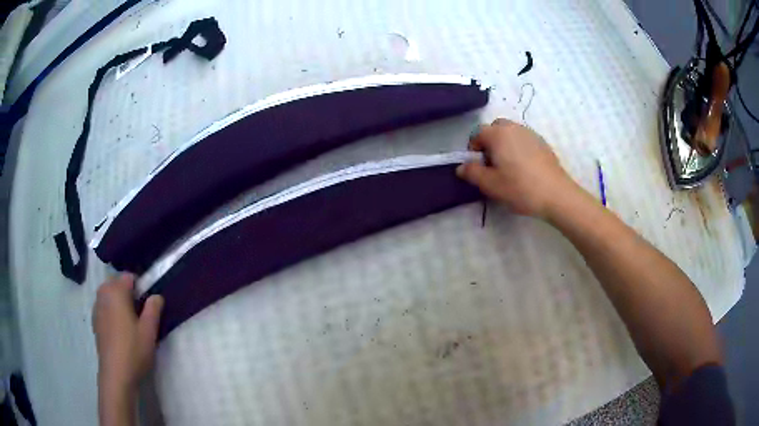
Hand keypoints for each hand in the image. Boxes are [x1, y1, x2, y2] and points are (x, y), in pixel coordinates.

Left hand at [93, 274, 163, 392]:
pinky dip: (111, 311)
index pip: (129, 276)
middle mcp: (103, 294)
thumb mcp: (149, 330)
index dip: (140, 286)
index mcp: (116, 291)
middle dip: (128, 293)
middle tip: (140, 313)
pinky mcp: (95, 321)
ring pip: (109, 296)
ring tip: (130, 322)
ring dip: (119, 302)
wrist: (116, 374)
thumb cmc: (134, 350)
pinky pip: (104, 307)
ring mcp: (97, 308)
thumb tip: (156, 295)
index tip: (148, 303)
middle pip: (116, 284)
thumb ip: (153, 309)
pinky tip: (120, 331)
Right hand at [456, 118, 576, 218]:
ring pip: (510, 133)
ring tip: (509, 167)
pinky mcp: (542, 142)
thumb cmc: (520, 188)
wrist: (556, 194)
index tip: (479, 167)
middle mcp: (513, 127)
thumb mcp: (491, 185)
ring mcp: (530, 133)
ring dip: (504, 145)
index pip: (477, 133)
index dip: (473, 149)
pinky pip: (523, 139)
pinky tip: (525, 168)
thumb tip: (461, 167)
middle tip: (493, 165)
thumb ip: (472, 173)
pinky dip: (518, 148)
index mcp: (498, 134)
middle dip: (489, 143)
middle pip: (495, 129)